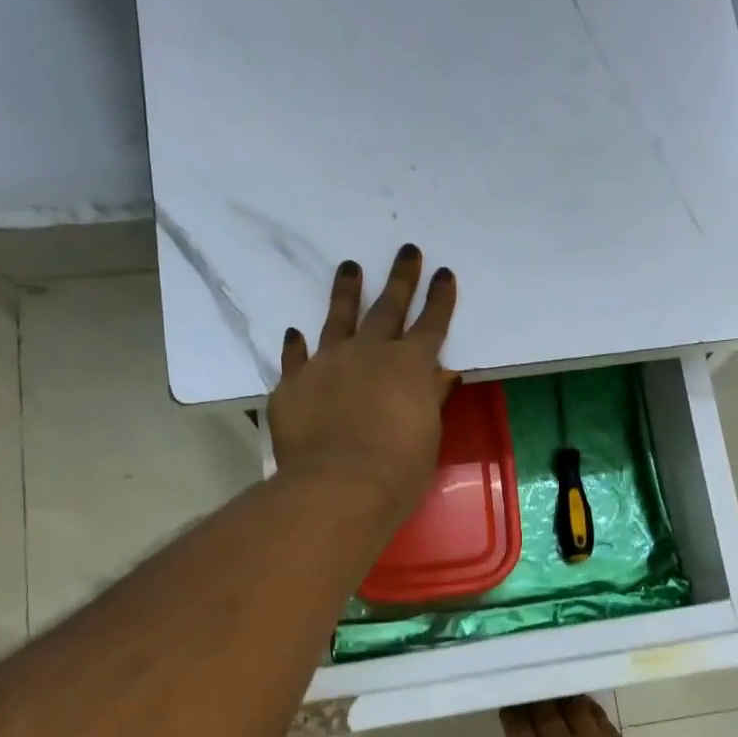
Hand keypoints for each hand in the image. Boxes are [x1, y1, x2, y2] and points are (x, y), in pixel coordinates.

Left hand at [269, 244, 456, 521]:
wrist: (339, 485)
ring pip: (338, 319)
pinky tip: (296, 332)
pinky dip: (297, 345)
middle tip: (406, 251)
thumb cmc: (398, 469)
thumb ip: (430, 399)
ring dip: (346, 292)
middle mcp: (369, 353)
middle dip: (400, 279)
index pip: (431, 324)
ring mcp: (327, 364)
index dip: (439, 299)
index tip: (443, 274)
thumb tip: (439, 376)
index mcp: (410, 366)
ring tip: (349, 268)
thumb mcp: (427, 435)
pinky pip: (296, 357)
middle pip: (388, 308)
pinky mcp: (294, 384)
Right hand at [502, 697, 668, 736]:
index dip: (513, 715)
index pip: (517, 731)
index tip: (511, 704)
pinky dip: (592, 710)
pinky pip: (602, 719)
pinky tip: (590, 707)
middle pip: (545, 714)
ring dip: (566, 700)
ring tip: (562, 693)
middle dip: (538, 701)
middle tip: (535, 689)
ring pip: (575, 710)